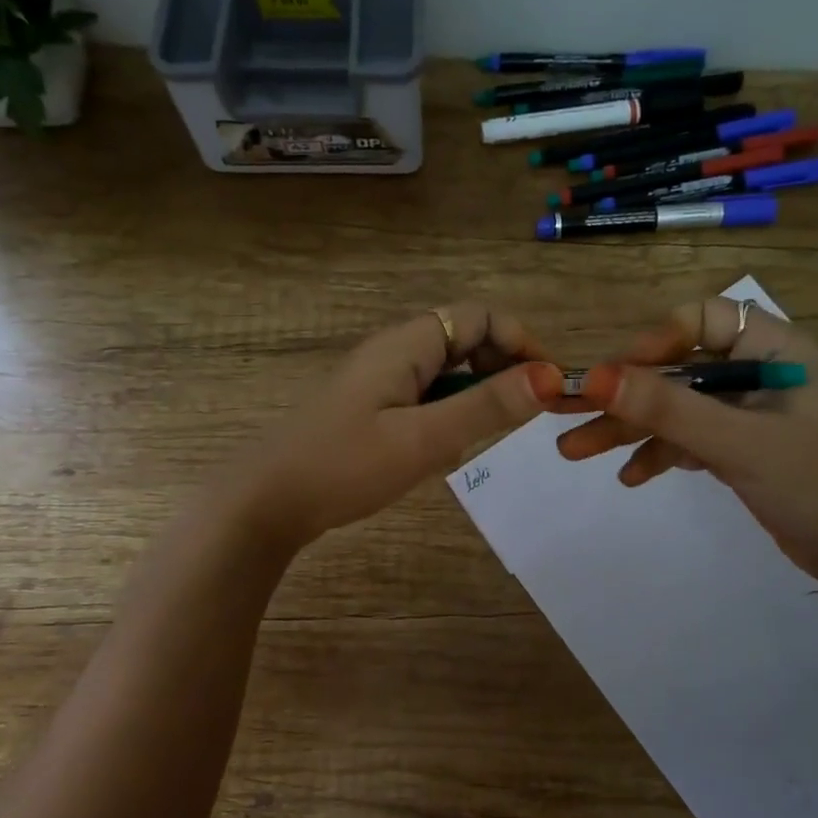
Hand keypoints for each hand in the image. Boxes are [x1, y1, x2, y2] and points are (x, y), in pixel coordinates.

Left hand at [235, 304, 561, 549]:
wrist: (267, 502)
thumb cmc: (345, 466)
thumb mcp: (424, 439)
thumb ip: (486, 407)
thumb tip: (550, 377)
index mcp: (407, 344)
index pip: (480, 316)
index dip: (521, 341)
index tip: (549, 385)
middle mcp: (395, 350)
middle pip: (466, 338)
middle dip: (503, 368)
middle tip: (524, 415)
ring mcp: (380, 378)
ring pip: (448, 370)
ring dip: (476, 394)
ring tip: (482, 436)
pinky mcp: (372, 406)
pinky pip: (426, 395)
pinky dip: (448, 413)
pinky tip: (441, 449)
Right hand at [557, 297, 817, 583]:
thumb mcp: (739, 443)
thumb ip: (668, 410)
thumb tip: (596, 377)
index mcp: (776, 350)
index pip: (706, 318)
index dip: (658, 338)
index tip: (616, 373)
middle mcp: (759, 374)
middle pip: (679, 368)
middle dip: (625, 393)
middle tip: (566, 410)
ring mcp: (748, 415)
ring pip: (677, 408)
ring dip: (629, 428)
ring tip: (574, 450)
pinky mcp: (741, 450)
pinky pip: (688, 440)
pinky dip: (658, 454)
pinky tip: (629, 477)